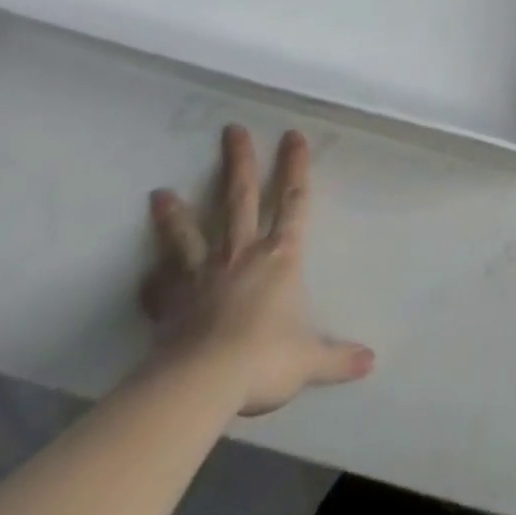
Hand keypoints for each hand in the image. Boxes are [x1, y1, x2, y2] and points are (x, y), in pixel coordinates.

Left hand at [141, 125, 372, 415]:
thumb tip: (371, 363)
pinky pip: (159, 289)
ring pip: (189, 235)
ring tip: (159, 192)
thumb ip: (337, 358)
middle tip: (231, 129)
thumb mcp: (308, 360)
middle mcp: (242, 255)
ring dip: (176, 214)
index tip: (293, 134)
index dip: (296, 167)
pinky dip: (152, 281)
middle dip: (240, 162)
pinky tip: (144, 275)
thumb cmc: (264, 359)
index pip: (294, 201)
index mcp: (281, 257)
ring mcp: (201, 278)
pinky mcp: (169, 306)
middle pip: (240, 198)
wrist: (200, 384)